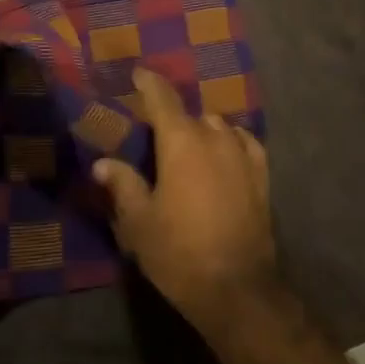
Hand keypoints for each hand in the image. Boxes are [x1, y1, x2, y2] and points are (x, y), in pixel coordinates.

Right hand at [91, 67, 275, 323]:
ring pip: (218, 127)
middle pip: (190, 115)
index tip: (139, 73)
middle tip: (157, 136)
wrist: (237, 289)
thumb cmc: (179, 253)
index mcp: (180, 142)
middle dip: (173, 119)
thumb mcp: (139, 223)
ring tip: (190, 148)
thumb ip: (123, 185)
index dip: (149, 83)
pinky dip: (232, 141)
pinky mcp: (262, 175)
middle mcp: (214, 137)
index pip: (162, 98)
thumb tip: (102, 164)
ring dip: (202, 131)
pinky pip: (245, 143)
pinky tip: (226, 151)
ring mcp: (242, 154)